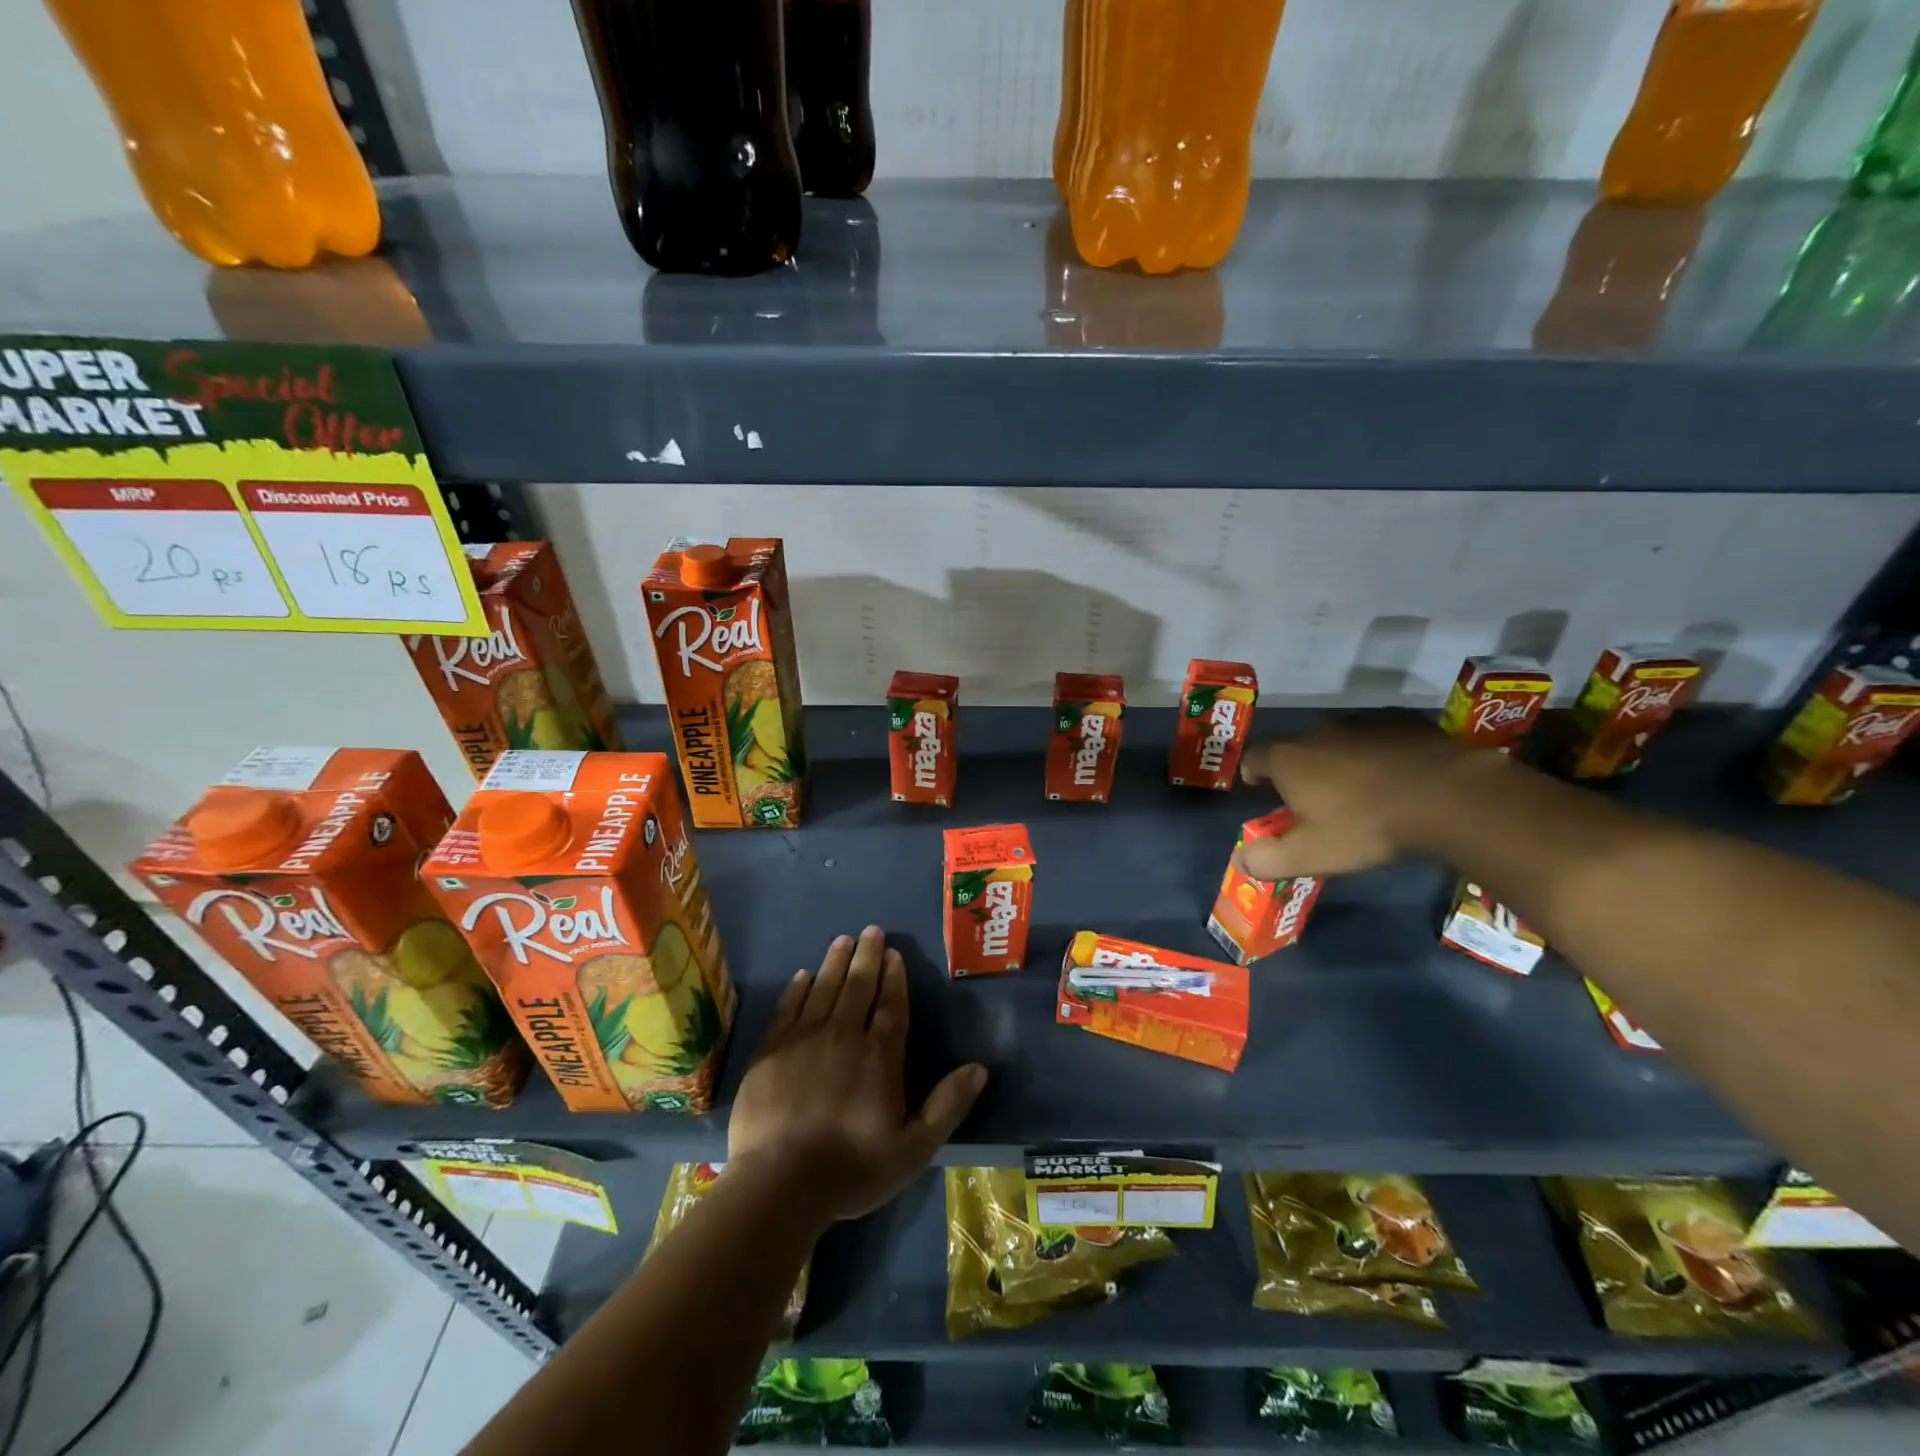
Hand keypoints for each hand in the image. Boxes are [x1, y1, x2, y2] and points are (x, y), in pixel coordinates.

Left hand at [727, 926, 987, 1226]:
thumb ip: (946, 1106)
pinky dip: (797, 989)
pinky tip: (803, 975)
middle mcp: (843, 1035)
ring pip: (824, 988)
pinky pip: (788, 1007)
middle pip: (858, 986)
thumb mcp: (912, 1150)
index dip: (894, 977)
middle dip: (867, 956)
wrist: (778, 1184)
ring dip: (835, 962)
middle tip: (871, 930)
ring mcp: (803, 1039)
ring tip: (843, 939)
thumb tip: (979, 1068)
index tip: (894, 953)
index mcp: (879, 1056)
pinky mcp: (770, 1050)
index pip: (891, 1005)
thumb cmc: (850, 1170)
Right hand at [1236, 714, 1490, 880]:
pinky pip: (1379, 738)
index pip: (1254, 757)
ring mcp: (1363, 724)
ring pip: (1339, 740)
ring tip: (1357, 788)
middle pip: (1297, 747)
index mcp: (1289, 759)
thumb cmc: (1365, 825)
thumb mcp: (1311, 855)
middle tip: (1313, 797)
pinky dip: (1378, 754)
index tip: (1259, 787)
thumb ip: (1268, 859)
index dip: (1252, 772)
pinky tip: (1396, 777)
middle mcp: (1319, 732)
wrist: (1446, 797)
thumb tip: (1240, 860)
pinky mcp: (1403, 723)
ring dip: (1340, 759)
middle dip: (1299, 768)